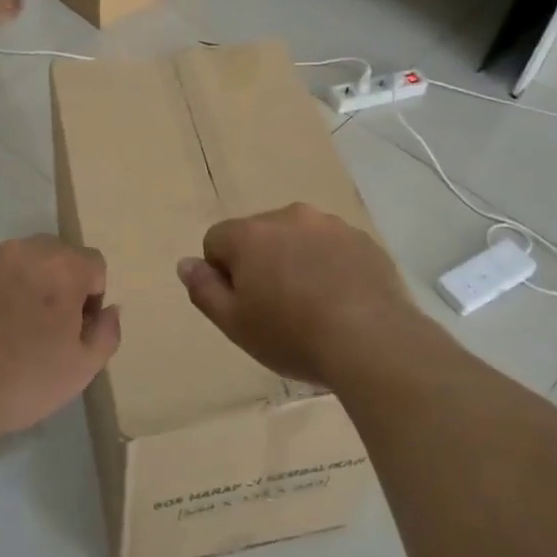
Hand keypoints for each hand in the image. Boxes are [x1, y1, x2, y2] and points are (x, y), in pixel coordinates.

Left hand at [0, 236, 120, 435]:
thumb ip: (106, 333)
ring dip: (17, 286)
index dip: (91, 297)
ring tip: (2, 331)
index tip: (75, 330)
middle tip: (41, 329)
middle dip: (54, 284)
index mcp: (63, 266)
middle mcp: (23, 250)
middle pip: (52, 257)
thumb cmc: (23, 378)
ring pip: (11, 264)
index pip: (93, 264)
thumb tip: (110, 310)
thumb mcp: (82, 369)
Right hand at [177, 203, 413, 388]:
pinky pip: (334, 249)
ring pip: (299, 239)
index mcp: (250, 234)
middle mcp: (289, 217)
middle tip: (276, 309)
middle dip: (260, 264)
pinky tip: (342, 301)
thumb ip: (204, 289)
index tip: (243, 306)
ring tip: (313, 306)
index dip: (223, 275)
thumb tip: (185, 263)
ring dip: (297, 262)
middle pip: (259, 236)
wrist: (372, 340)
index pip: (216, 241)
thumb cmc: (292, 334)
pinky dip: (330, 267)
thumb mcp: (234, 323)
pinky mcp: (364, 240)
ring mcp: (331, 225)